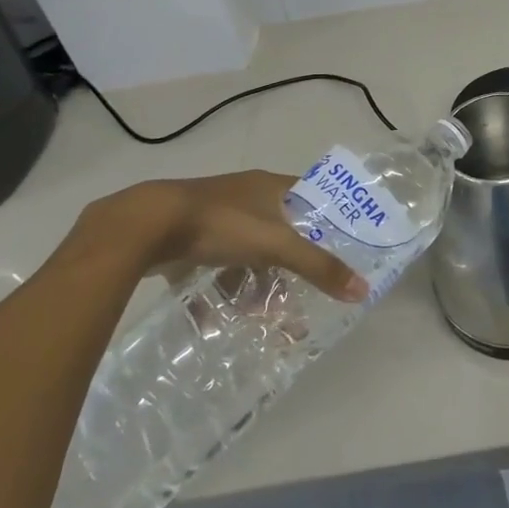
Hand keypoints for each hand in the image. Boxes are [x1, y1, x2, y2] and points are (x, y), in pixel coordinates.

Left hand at [79, 171, 366, 302]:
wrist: (146, 225)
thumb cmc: (221, 223)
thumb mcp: (276, 246)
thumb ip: (318, 267)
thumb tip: (363, 290)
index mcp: (271, 186)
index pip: (313, 198)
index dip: (330, 221)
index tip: (345, 248)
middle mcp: (246, 197)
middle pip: (281, 232)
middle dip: (292, 266)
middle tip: (304, 297)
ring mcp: (216, 218)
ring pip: (247, 254)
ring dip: (255, 285)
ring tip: (263, 319)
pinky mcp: (188, 239)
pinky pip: (213, 268)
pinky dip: (218, 293)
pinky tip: (218, 321)